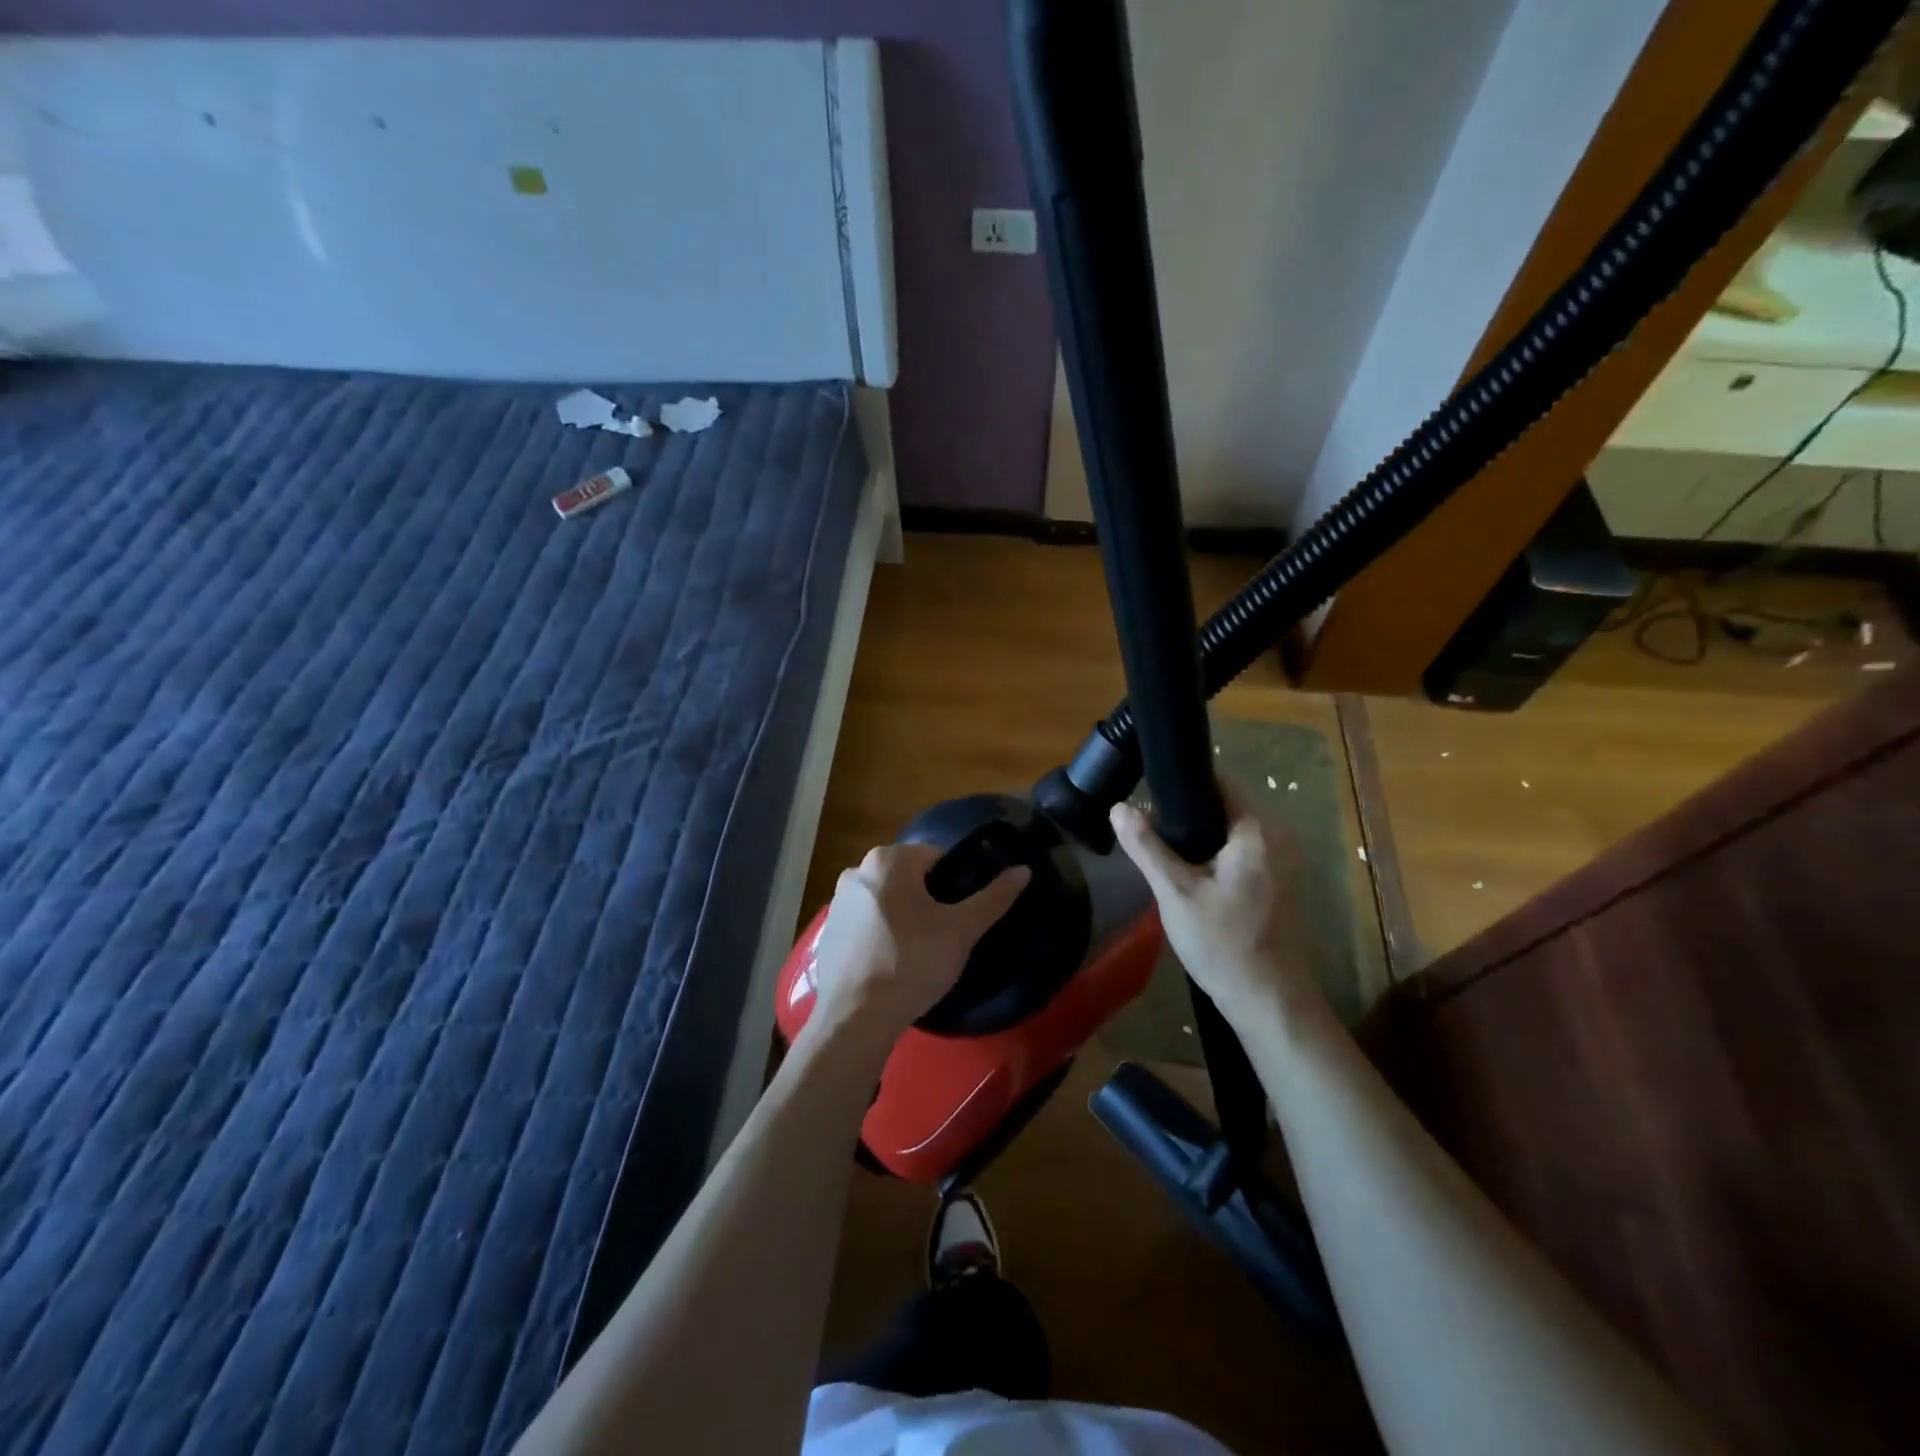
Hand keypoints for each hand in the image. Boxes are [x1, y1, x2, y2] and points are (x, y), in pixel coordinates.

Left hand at [808, 843, 1029, 1047]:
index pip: (937, 857)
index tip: (961, 916)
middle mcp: (857, 871)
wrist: (855, 1018)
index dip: (956, 884)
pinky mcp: (827, 932)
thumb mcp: (961, 931)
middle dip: (929, 900)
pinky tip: (891, 966)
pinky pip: (865, 924)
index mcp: (888, 859)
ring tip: (919, 955)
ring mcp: (837, 902)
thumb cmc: (911, 963)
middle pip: (909, 877)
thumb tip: (1023, 870)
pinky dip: (881, 935)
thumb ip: (994, 897)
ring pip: (887, 900)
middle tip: (945, 937)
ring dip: (904, 917)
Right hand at [1110, 783, 1320, 1026]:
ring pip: (1231, 829)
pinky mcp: (1280, 880)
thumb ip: (1147, 847)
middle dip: (1186, 812)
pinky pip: (1241, 849)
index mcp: (1257, 830)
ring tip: (1160, 846)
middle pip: (1225, 803)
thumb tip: (1118, 807)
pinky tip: (1188, 871)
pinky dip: (1215, 852)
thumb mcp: (1176, 893)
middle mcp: (1278, 836)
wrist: (1269, 1002)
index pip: (1218, 781)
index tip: (1147, 793)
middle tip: (1146, 826)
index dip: (1180, 783)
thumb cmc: (1222, 944)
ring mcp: (1283, 860)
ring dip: (1199, 834)